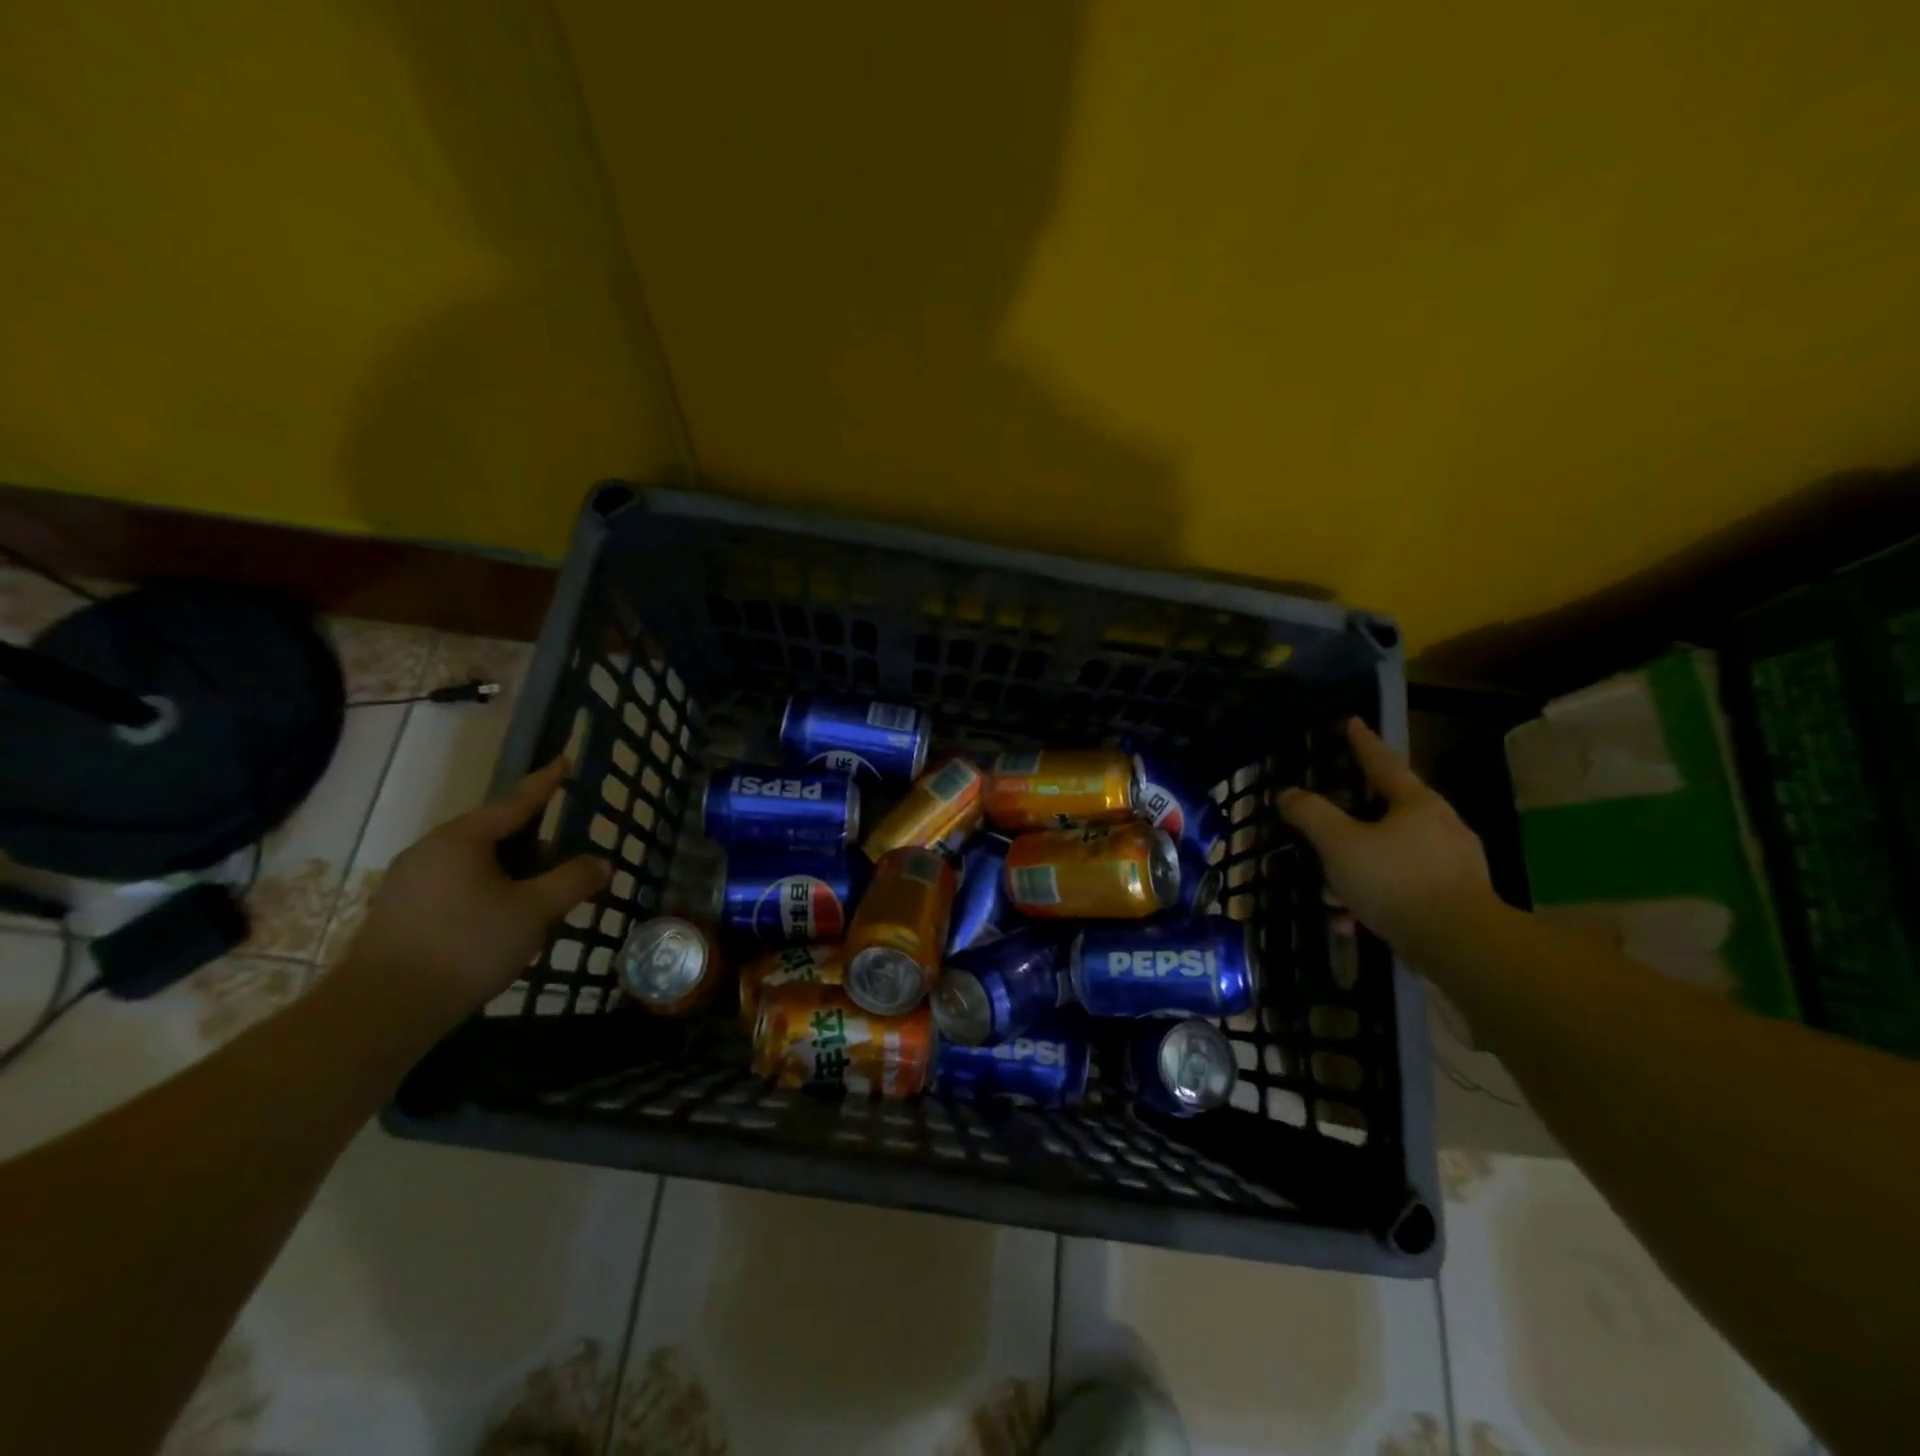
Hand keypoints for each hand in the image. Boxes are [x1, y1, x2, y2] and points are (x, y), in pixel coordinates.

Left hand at [339, 758, 610, 1039]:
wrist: (383, 1010)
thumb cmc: (467, 946)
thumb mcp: (534, 911)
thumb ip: (572, 881)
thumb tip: (603, 863)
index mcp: (462, 839)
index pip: (515, 802)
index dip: (545, 783)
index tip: (564, 760)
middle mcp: (430, 850)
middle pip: (493, 833)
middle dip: (532, 841)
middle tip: (564, 854)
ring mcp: (408, 882)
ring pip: (474, 863)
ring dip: (510, 871)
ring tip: (538, 893)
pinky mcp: (399, 913)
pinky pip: (455, 886)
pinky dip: (486, 890)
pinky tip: (501, 919)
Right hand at [1279, 719, 1496, 955]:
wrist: (1461, 945)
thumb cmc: (1396, 881)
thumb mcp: (1340, 845)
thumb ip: (1312, 815)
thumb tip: (1288, 793)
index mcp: (1416, 804)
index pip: (1383, 763)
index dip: (1363, 743)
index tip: (1353, 722)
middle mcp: (1441, 826)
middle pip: (1388, 812)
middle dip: (1351, 823)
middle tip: (1327, 827)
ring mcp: (1455, 863)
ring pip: (1393, 855)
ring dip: (1359, 870)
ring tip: (1330, 895)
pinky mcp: (1458, 898)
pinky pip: (1405, 886)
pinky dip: (1377, 897)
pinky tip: (1352, 922)